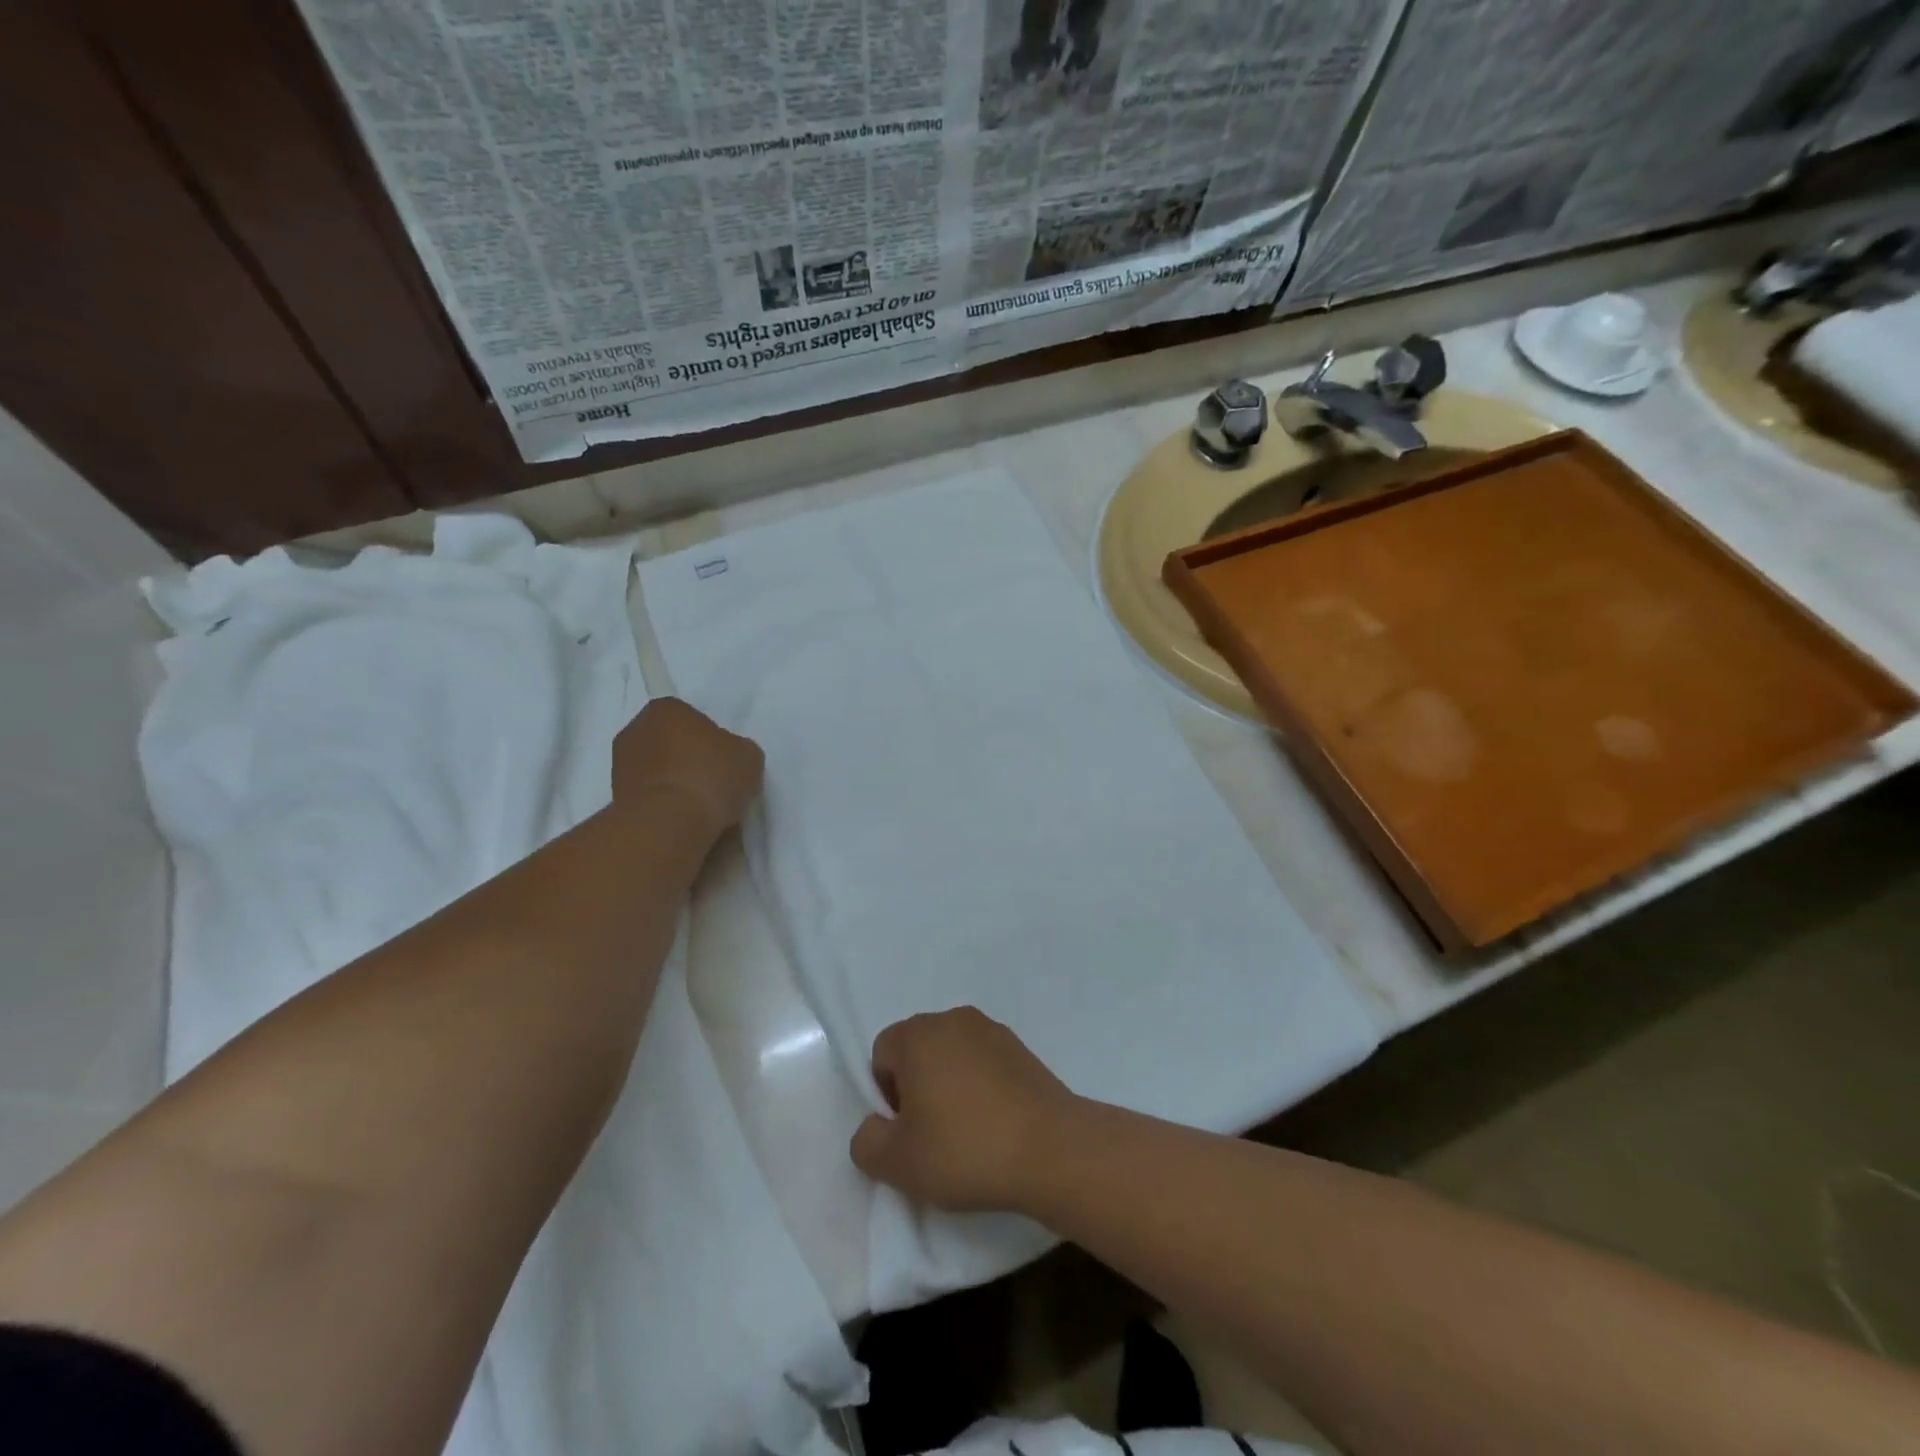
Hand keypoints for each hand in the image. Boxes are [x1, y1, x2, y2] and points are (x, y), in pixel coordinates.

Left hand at [611, 699, 763, 836]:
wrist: (670, 823)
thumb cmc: (711, 775)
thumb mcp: (748, 755)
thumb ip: (736, 750)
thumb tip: (728, 760)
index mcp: (665, 708)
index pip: (692, 718)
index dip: (711, 740)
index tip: (724, 761)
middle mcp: (635, 730)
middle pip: (670, 743)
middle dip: (688, 759)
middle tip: (713, 782)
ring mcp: (619, 766)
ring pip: (658, 771)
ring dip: (674, 784)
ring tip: (700, 808)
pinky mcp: (615, 799)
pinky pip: (649, 797)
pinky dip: (664, 806)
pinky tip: (684, 820)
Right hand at [849, 1008, 1082, 1213]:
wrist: (1051, 1149)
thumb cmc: (965, 1149)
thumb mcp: (898, 1163)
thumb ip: (866, 1142)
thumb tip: (874, 1127)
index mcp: (918, 1034)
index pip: (882, 1054)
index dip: (886, 1096)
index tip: (908, 1132)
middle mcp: (953, 1019)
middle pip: (918, 1051)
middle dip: (917, 1089)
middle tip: (932, 1136)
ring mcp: (992, 1030)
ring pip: (953, 1056)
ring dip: (951, 1087)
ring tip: (967, 1135)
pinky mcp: (1022, 1049)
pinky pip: (985, 1064)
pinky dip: (982, 1088)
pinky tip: (995, 1126)